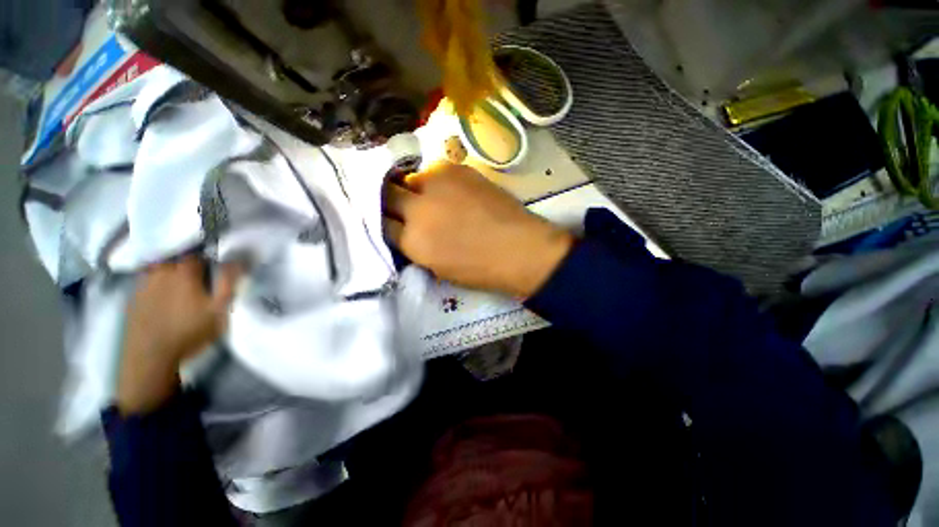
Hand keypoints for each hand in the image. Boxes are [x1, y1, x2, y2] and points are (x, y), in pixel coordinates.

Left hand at [117, 256, 240, 415]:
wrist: (151, 356)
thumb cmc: (190, 331)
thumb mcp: (219, 309)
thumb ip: (228, 282)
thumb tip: (238, 258)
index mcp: (183, 273)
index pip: (196, 255)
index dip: (206, 258)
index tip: (214, 267)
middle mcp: (160, 273)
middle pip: (173, 259)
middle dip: (185, 263)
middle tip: (197, 277)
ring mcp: (143, 286)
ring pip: (157, 269)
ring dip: (169, 272)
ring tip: (179, 285)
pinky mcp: (133, 299)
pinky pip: (146, 283)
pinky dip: (156, 284)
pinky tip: (162, 298)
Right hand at [383, 162, 572, 297]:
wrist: (518, 248)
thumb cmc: (480, 268)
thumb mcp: (437, 267)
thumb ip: (415, 246)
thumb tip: (405, 231)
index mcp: (413, 242)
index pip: (381, 225)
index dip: (384, 222)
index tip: (389, 221)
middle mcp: (419, 209)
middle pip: (387, 195)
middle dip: (388, 200)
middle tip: (398, 204)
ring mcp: (437, 185)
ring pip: (408, 178)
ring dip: (411, 188)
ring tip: (424, 195)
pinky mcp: (456, 169)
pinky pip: (433, 170)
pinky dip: (433, 180)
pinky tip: (445, 189)